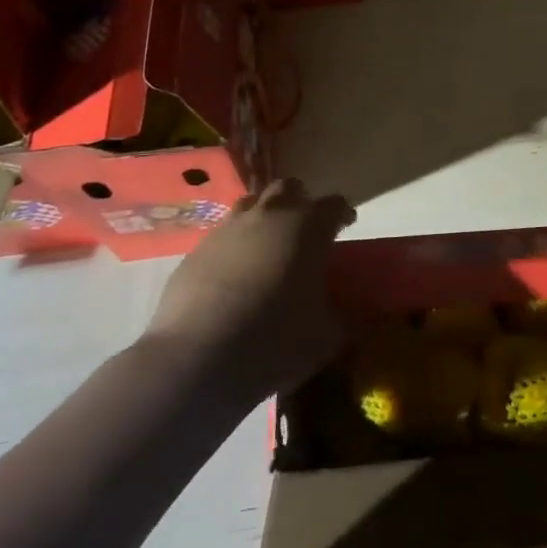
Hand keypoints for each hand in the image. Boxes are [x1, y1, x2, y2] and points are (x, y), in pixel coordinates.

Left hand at [140, 178, 356, 403]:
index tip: (345, 225)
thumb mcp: (326, 336)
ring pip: (250, 205)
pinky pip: (221, 236)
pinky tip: (234, 277)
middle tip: (306, 230)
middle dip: (300, 202)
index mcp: (308, 228)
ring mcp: (226, 230)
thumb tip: (351, 318)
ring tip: (268, 247)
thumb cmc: (275, 340)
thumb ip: (344, 319)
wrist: (197, 358)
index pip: (334, 204)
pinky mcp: (194, 251)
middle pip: (288, 188)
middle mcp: (268, 217)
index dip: (342, 213)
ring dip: (264, 217)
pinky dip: (234, 247)